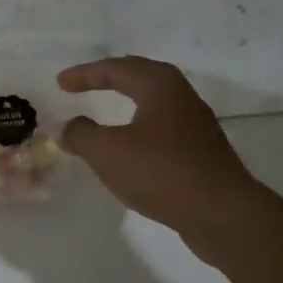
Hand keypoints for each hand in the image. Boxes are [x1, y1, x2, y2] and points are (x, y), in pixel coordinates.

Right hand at [56, 56, 268, 254]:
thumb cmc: (161, 171)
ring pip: (154, 105)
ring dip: (127, 105)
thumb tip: (69, 127)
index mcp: (160, 85)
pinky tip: (131, 151)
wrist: (221, 213)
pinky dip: (139, 132)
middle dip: (110, 79)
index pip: (116, 68)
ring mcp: (196, 126)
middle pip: (141, 78)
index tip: (60, 83)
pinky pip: (162, 131)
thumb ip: (81, 135)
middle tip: (84, 85)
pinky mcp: (201, 154)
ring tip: (105, 116)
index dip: (85, 74)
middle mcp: (182, 97)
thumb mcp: (107, 152)